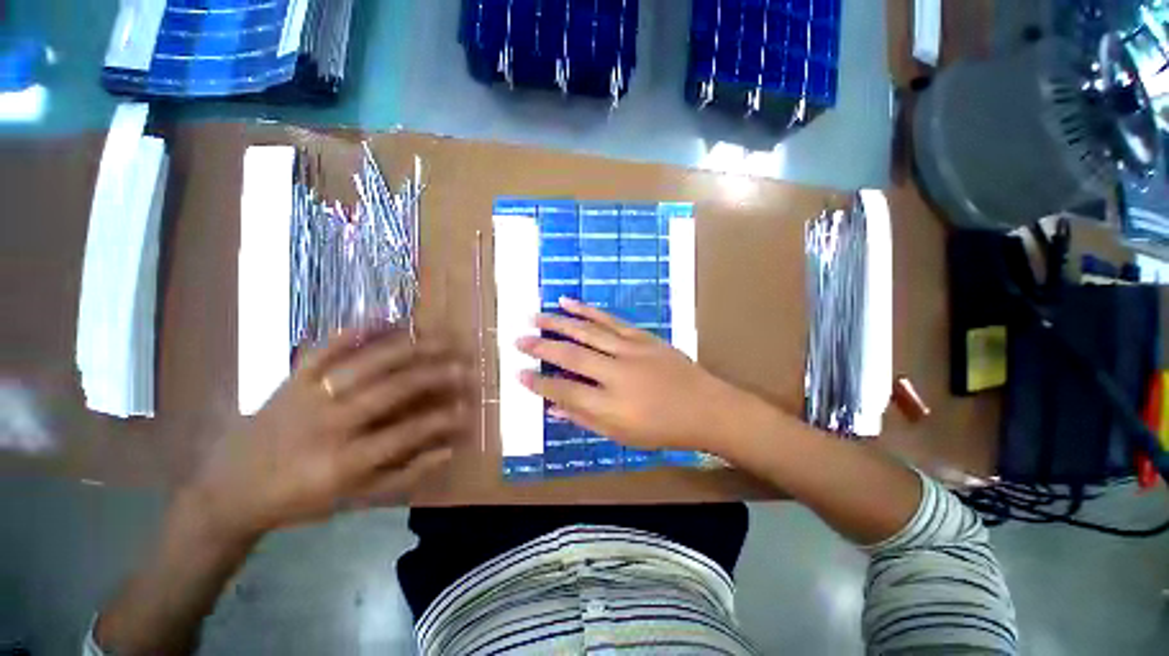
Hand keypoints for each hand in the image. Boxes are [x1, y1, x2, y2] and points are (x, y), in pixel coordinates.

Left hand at [187, 326, 470, 542]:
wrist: (228, 488)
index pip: (406, 434)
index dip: (442, 419)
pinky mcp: (293, 378)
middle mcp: (328, 424)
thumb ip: (404, 476)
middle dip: (436, 375)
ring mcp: (308, 395)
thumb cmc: (298, 499)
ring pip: (367, 363)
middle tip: (466, 364)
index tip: (468, 407)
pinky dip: (359, 330)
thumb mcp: (352, 501)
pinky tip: (389, 318)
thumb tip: (449, 449)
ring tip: (442, 337)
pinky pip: (327, 347)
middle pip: (392, 390)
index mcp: (342, 462)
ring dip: (411, 347)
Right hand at [516, 298, 760, 453]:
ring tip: (535, 316)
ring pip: (587, 332)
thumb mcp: (621, 435)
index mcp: (611, 406)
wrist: (706, 407)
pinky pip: (609, 320)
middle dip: (541, 347)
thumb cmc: (662, 429)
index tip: (519, 374)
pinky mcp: (641, 336)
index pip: (564, 391)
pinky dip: (586, 310)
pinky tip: (568, 302)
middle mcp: (616, 374)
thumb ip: (585, 419)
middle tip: (518, 340)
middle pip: (571, 356)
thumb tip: (553, 407)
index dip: (539, 384)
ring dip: (558, 322)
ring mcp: (630, 350)